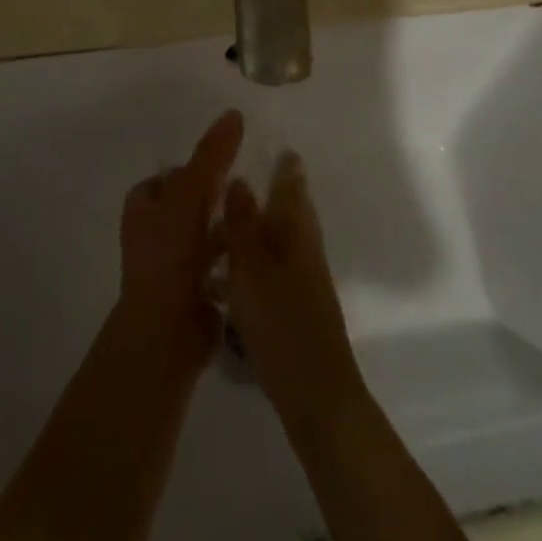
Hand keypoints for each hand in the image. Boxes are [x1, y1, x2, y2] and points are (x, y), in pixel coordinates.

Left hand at [117, 109, 243, 363]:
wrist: (167, 331)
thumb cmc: (170, 255)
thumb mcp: (190, 194)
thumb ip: (212, 155)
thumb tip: (234, 113)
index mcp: (143, 206)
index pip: (172, 175)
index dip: (198, 166)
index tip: (230, 162)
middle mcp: (153, 232)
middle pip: (190, 203)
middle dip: (216, 196)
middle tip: (249, 187)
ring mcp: (172, 263)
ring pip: (205, 233)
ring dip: (227, 225)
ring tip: (261, 215)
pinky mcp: (194, 290)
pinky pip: (218, 261)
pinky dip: (234, 254)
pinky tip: (259, 249)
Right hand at [222, 152, 365, 425]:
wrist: (316, 394)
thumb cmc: (281, 321)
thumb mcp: (252, 265)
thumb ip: (243, 222)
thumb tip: (240, 179)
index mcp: (296, 232)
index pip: (292, 187)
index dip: (285, 166)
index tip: (275, 146)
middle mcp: (305, 249)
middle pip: (290, 211)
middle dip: (273, 193)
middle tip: (242, 180)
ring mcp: (303, 280)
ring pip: (280, 240)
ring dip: (259, 227)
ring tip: (224, 225)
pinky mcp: (296, 308)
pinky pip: (272, 268)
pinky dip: (254, 260)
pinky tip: (229, 274)